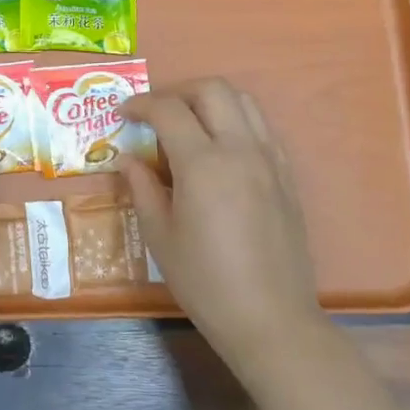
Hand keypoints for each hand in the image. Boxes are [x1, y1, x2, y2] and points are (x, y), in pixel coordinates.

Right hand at [120, 78, 322, 376]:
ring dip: (210, 101)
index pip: (169, 110)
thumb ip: (142, 188)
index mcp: (203, 164)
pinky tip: (219, 149)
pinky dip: (236, 121)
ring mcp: (270, 160)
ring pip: (244, 101)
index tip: (123, 113)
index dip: (141, 104)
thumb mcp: (160, 236)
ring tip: (188, 124)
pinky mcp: (287, 176)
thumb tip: (128, 158)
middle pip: (212, 90)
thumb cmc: (205, 281)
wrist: (270, 319)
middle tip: (156, 113)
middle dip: (178, 91)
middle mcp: (241, 150)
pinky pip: (262, 128)